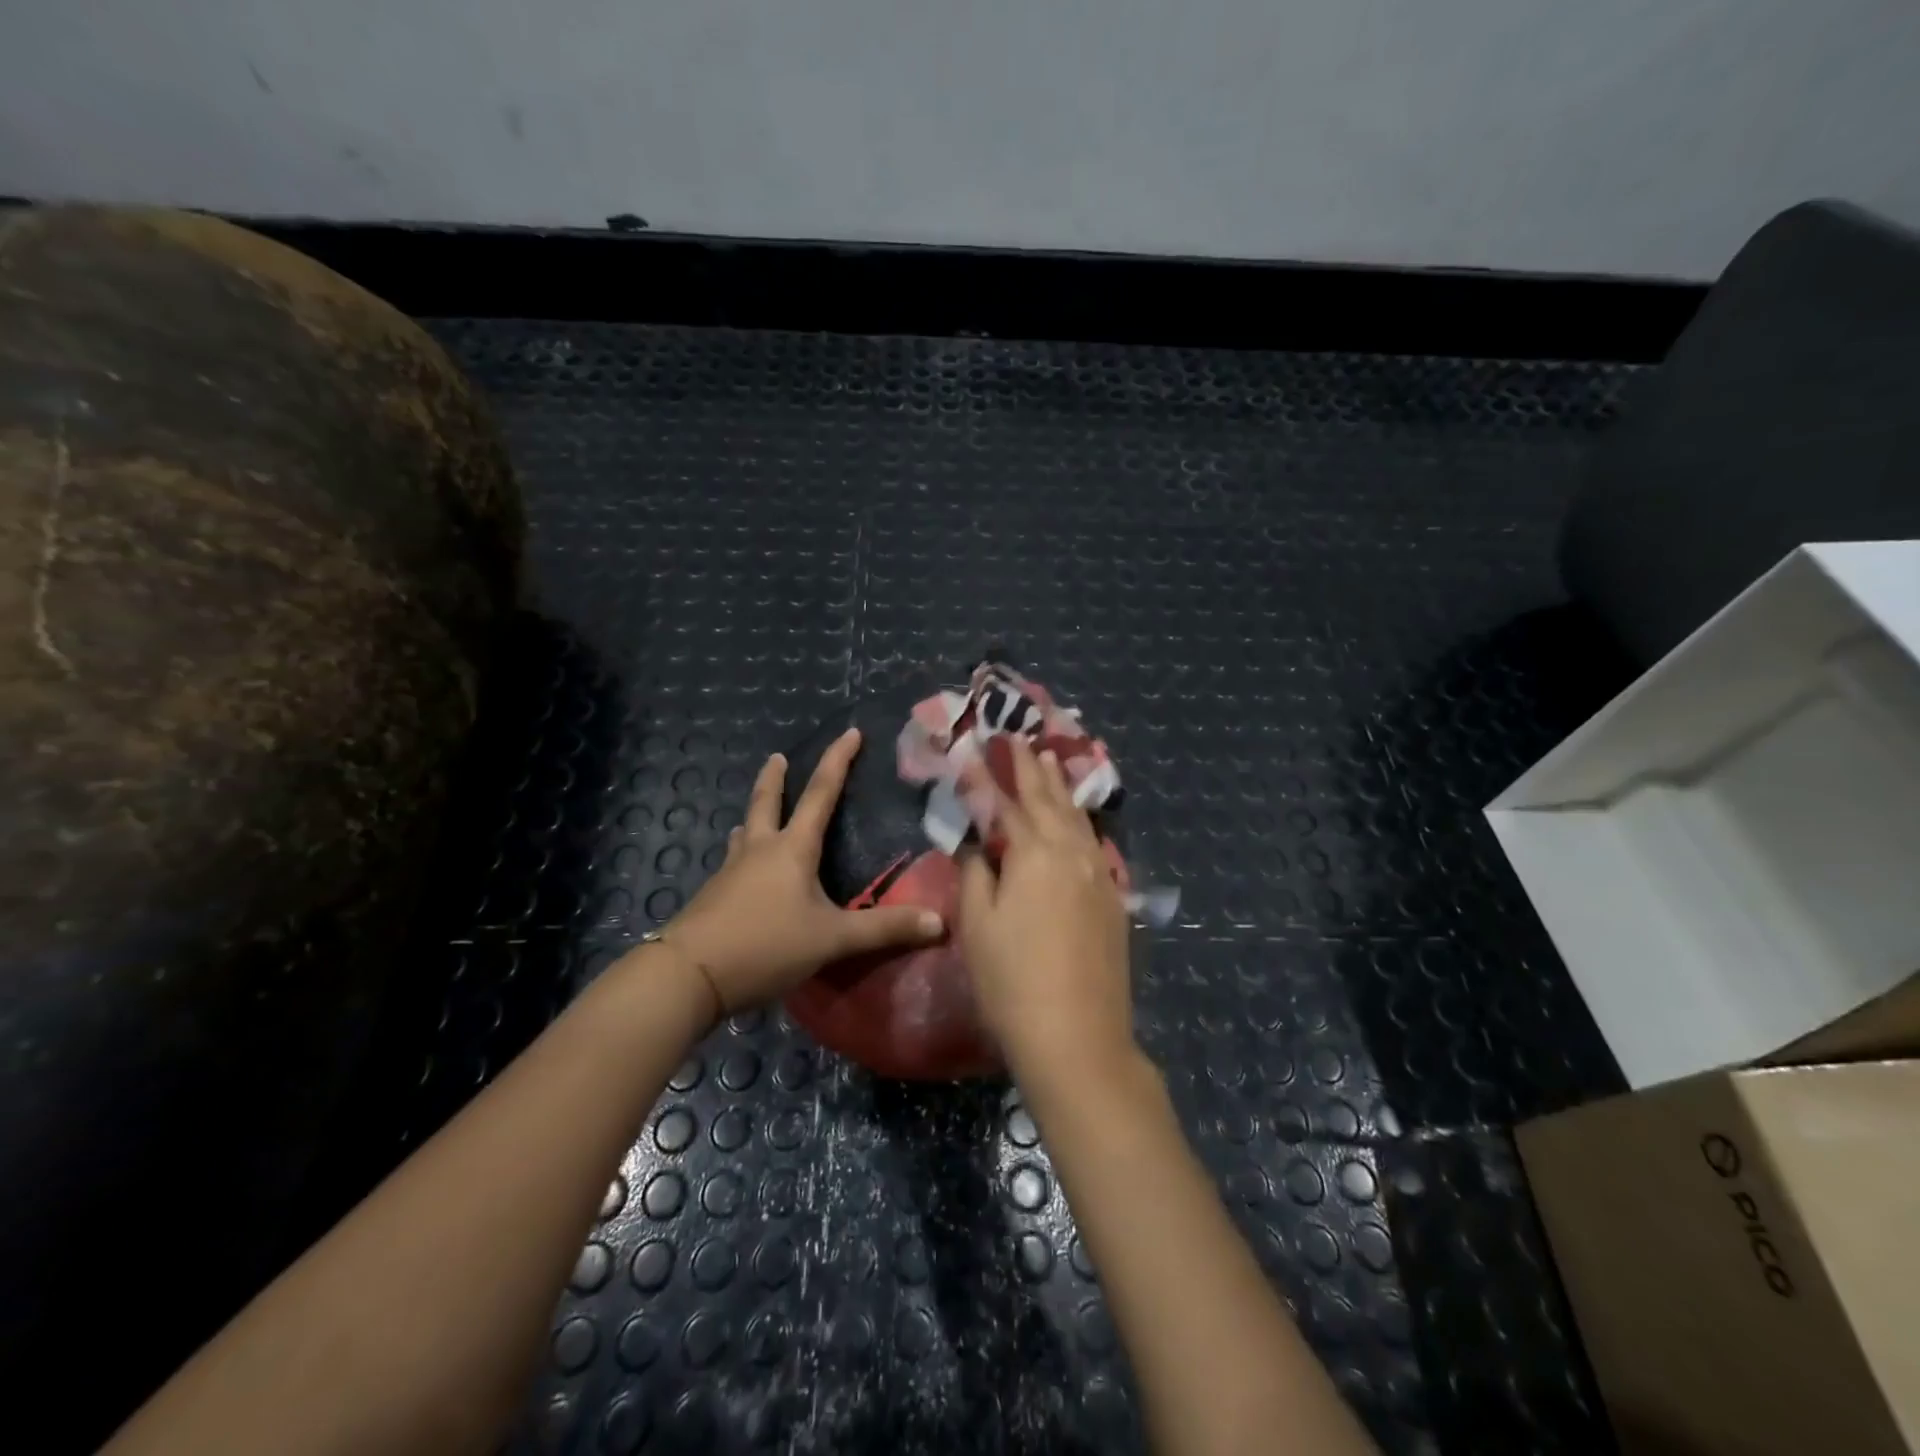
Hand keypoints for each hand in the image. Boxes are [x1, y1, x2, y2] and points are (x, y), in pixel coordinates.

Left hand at [660, 728, 943, 1013]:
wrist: (688, 975)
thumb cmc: (766, 945)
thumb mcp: (833, 939)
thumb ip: (885, 929)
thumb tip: (941, 923)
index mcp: (792, 849)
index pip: (821, 794)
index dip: (838, 761)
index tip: (850, 732)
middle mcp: (759, 850)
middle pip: (766, 802)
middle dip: (775, 778)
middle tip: (776, 757)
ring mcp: (730, 872)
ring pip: (744, 833)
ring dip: (754, 818)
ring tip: (756, 817)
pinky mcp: (713, 897)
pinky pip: (733, 864)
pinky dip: (743, 855)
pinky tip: (743, 873)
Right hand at [958, 737, 1133, 1073]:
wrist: (1077, 1036)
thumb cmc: (1012, 981)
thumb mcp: (977, 924)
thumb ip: (975, 872)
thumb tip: (978, 843)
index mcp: (1035, 853)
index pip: (1006, 804)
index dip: (988, 778)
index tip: (974, 751)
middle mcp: (1072, 852)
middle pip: (1049, 801)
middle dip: (1030, 770)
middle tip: (1020, 740)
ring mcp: (1099, 875)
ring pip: (1078, 818)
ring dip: (1060, 788)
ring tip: (1050, 761)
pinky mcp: (1113, 899)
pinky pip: (1094, 843)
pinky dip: (1081, 821)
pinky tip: (1078, 819)